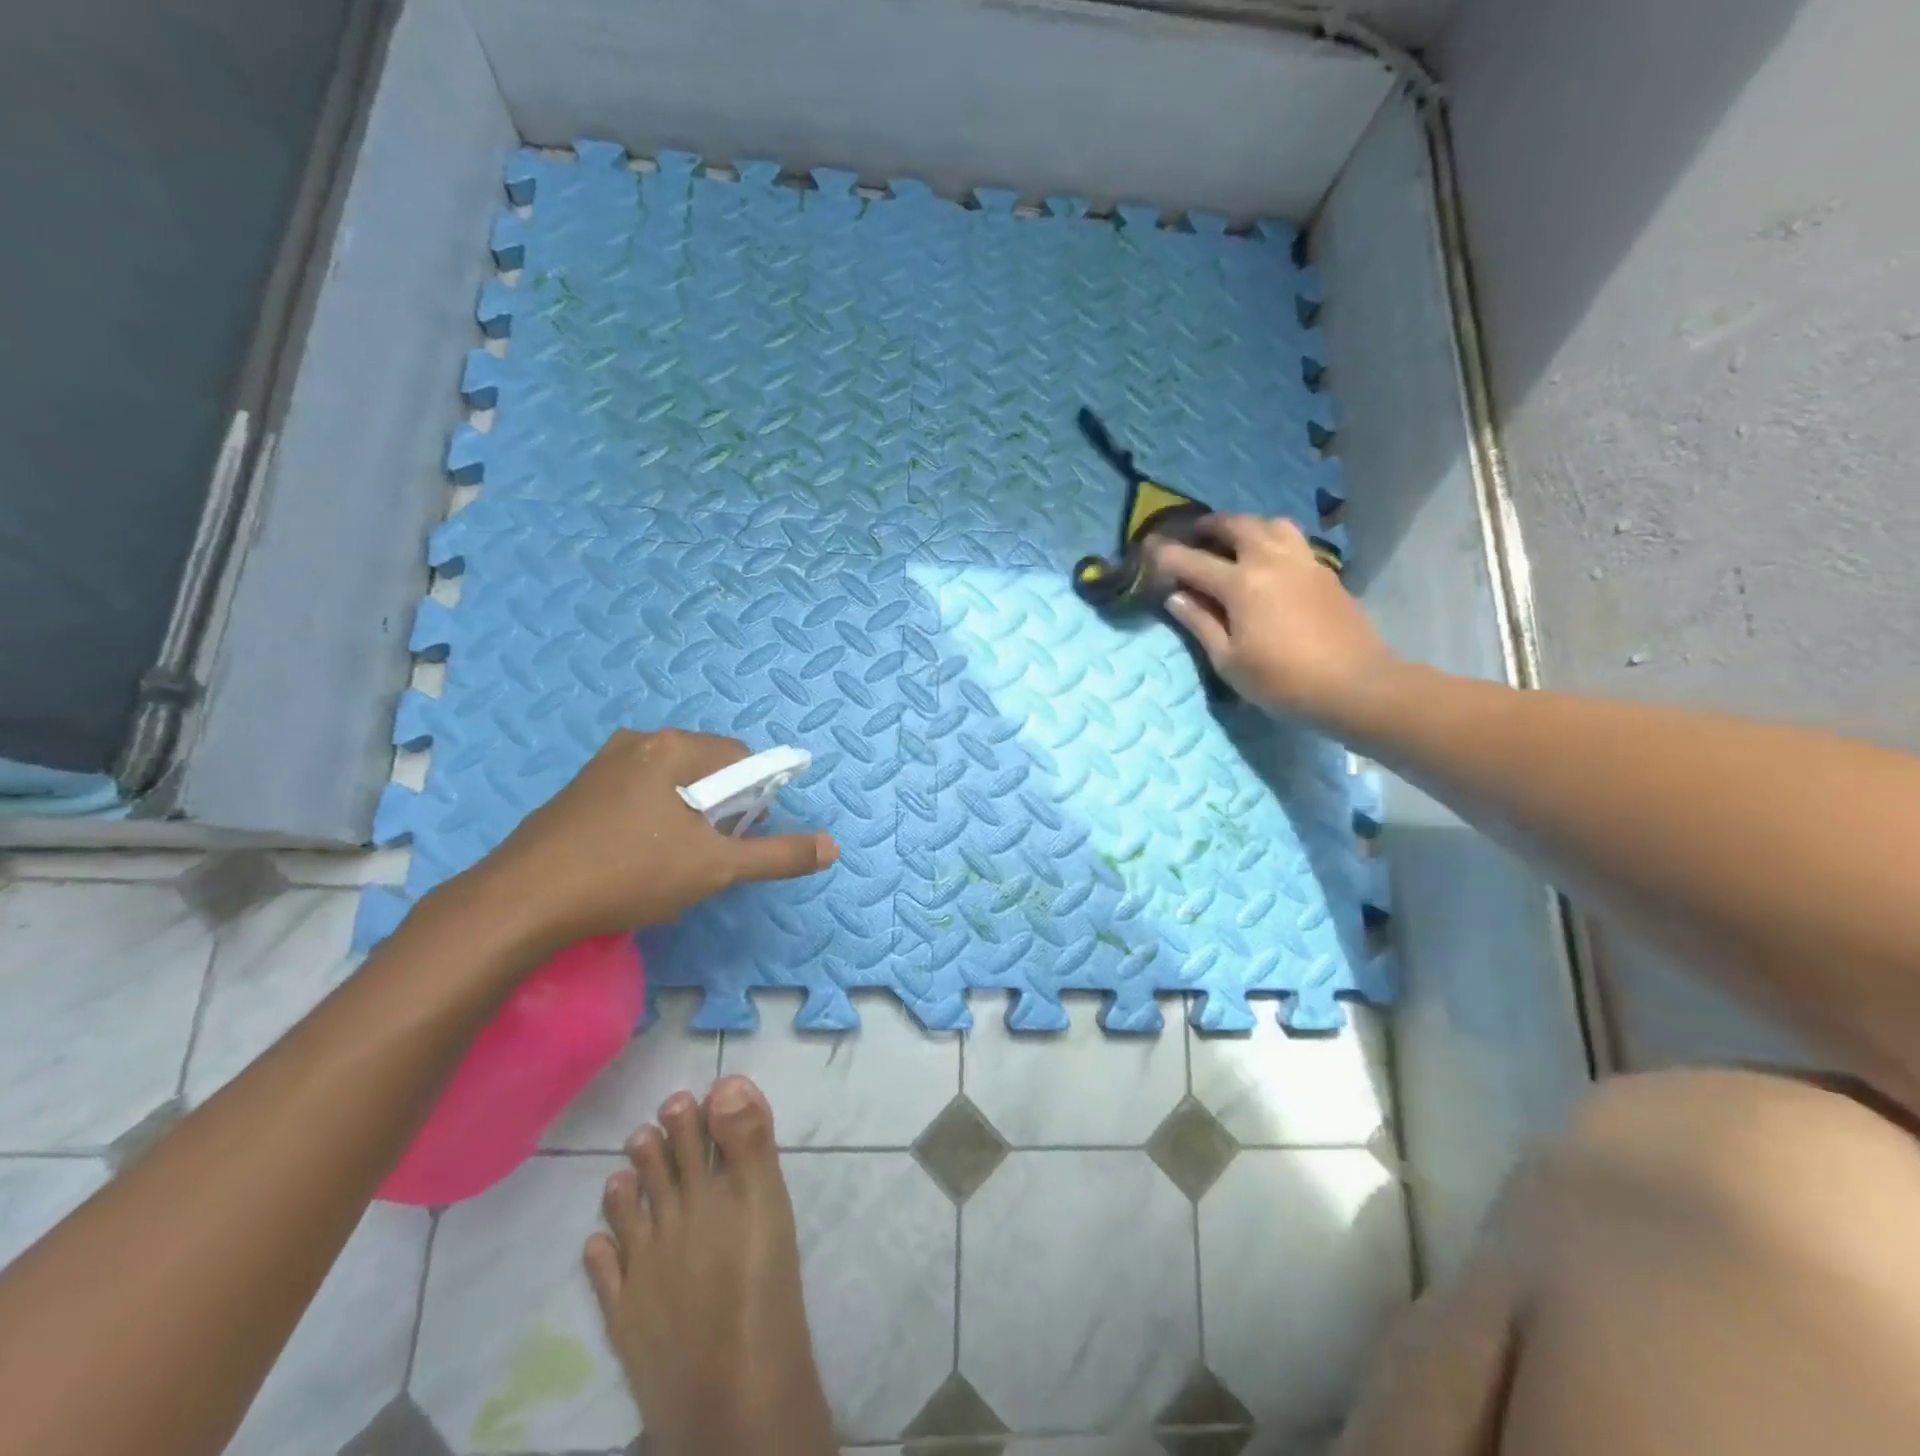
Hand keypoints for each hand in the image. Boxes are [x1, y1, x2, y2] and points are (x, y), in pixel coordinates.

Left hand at [453, 729, 838, 952]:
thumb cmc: (629, 874)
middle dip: (721, 810)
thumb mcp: (715, 869)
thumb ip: (777, 855)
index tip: (739, 840)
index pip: (742, 758)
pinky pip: (639, 794)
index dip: (754, 800)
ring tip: (672, 863)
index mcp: (673, 748)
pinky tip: (637, 860)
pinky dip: (654, 820)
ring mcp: (604, 764)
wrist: (521, 902)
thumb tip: (832, 847)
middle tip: (707, 855)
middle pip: (708, 769)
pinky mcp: (580, 790)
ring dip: (688, 817)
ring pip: (672, 784)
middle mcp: (639, 742)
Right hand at [1151, 515, 1400, 723]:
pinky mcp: (1324, 571)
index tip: (1149, 551)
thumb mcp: (1229, 660)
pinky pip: (1292, 539)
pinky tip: (1267, 559)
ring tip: (1233, 540)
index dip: (1166, 555)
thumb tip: (1176, 596)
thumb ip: (1200, 623)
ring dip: (1246, 525)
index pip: (1192, 561)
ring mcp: (1302, 561)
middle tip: (1193, 534)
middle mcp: (1271, 560)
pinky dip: (1271, 538)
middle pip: (1236, 525)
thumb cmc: (1282, 680)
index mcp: (1241, 583)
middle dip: (1209, 526)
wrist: (1355, 685)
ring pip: (1270, 523)